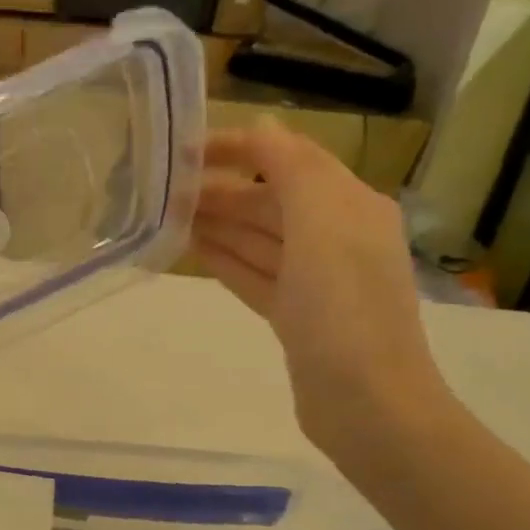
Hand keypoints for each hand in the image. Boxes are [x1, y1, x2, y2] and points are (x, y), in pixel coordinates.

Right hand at [193, 124, 450, 445]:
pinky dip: (226, 260)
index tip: (187, 148)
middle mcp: (336, 236)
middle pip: (271, 200)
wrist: (366, 402)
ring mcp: (316, 280)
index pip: (290, 159)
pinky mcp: (297, 316)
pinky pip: (255, 275)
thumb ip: (292, 168)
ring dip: (218, 223)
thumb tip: (263, 127)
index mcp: (350, 205)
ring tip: (169, 214)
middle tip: (164, 188)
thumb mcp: (322, 223)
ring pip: (259, 239)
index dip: (241, 147)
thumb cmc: (343, 307)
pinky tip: (193, 250)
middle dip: (223, 189)